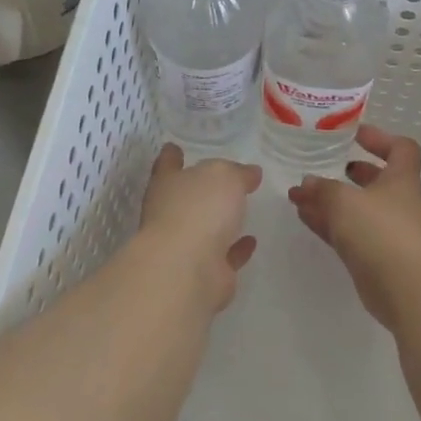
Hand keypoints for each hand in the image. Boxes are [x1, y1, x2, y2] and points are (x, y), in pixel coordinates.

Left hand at [136, 144, 260, 311]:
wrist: (187, 270)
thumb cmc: (199, 210)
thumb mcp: (224, 176)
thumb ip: (237, 172)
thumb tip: (250, 173)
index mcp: (168, 185)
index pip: (168, 164)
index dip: (172, 156)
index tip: (173, 148)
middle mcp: (171, 214)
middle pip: (186, 197)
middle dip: (201, 190)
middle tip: (223, 181)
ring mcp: (185, 246)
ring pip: (205, 228)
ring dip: (220, 221)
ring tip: (240, 210)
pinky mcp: (205, 272)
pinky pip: (224, 255)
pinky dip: (236, 249)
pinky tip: (251, 241)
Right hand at [287, 125, 420, 327]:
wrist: (406, 288)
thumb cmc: (381, 231)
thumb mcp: (345, 201)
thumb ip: (323, 189)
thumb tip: (307, 183)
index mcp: (402, 180)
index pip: (401, 149)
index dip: (380, 138)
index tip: (355, 135)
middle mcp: (400, 204)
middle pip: (378, 181)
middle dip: (352, 174)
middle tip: (326, 167)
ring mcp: (390, 233)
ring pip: (359, 210)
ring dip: (332, 201)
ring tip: (301, 196)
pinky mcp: (377, 258)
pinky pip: (350, 234)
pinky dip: (329, 224)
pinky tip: (305, 218)